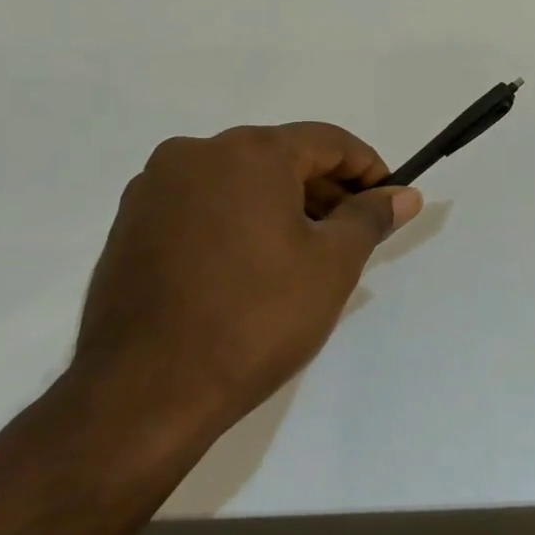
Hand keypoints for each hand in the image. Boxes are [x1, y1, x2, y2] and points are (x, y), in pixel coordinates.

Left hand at [74, 124, 420, 436]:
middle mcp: (196, 152)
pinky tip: (249, 268)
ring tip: (303, 256)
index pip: (328, 141)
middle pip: (280, 157)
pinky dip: (236, 221)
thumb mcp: (332, 264)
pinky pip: (201, 205)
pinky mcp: (130, 223)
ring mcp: (155, 187)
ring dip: (280, 206)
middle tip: (352, 235)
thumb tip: (405, 194)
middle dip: (324, 190)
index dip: (367, 169)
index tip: (388, 202)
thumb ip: (370, 217)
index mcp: (250, 152)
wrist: (144, 393)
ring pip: (238, 181)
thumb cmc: (255, 318)